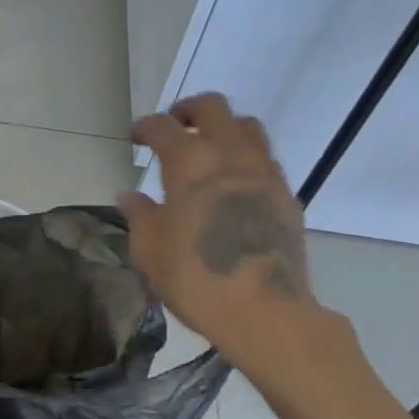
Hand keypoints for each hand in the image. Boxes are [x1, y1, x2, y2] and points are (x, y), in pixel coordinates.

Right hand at [120, 94, 337, 384]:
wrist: (265, 311)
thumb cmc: (195, 278)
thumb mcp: (149, 250)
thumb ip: (139, 215)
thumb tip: (130, 197)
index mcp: (189, 164)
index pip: (163, 127)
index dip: (145, 127)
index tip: (135, 137)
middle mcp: (230, 156)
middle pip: (213, 107)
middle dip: (189, 109)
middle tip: (174, 126)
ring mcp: (264, 174)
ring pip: (248, 127)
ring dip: (224, 129)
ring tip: (209, 149)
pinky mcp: (287, 196)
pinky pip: (266, 160)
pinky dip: (246, 159)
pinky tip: (234, 184)